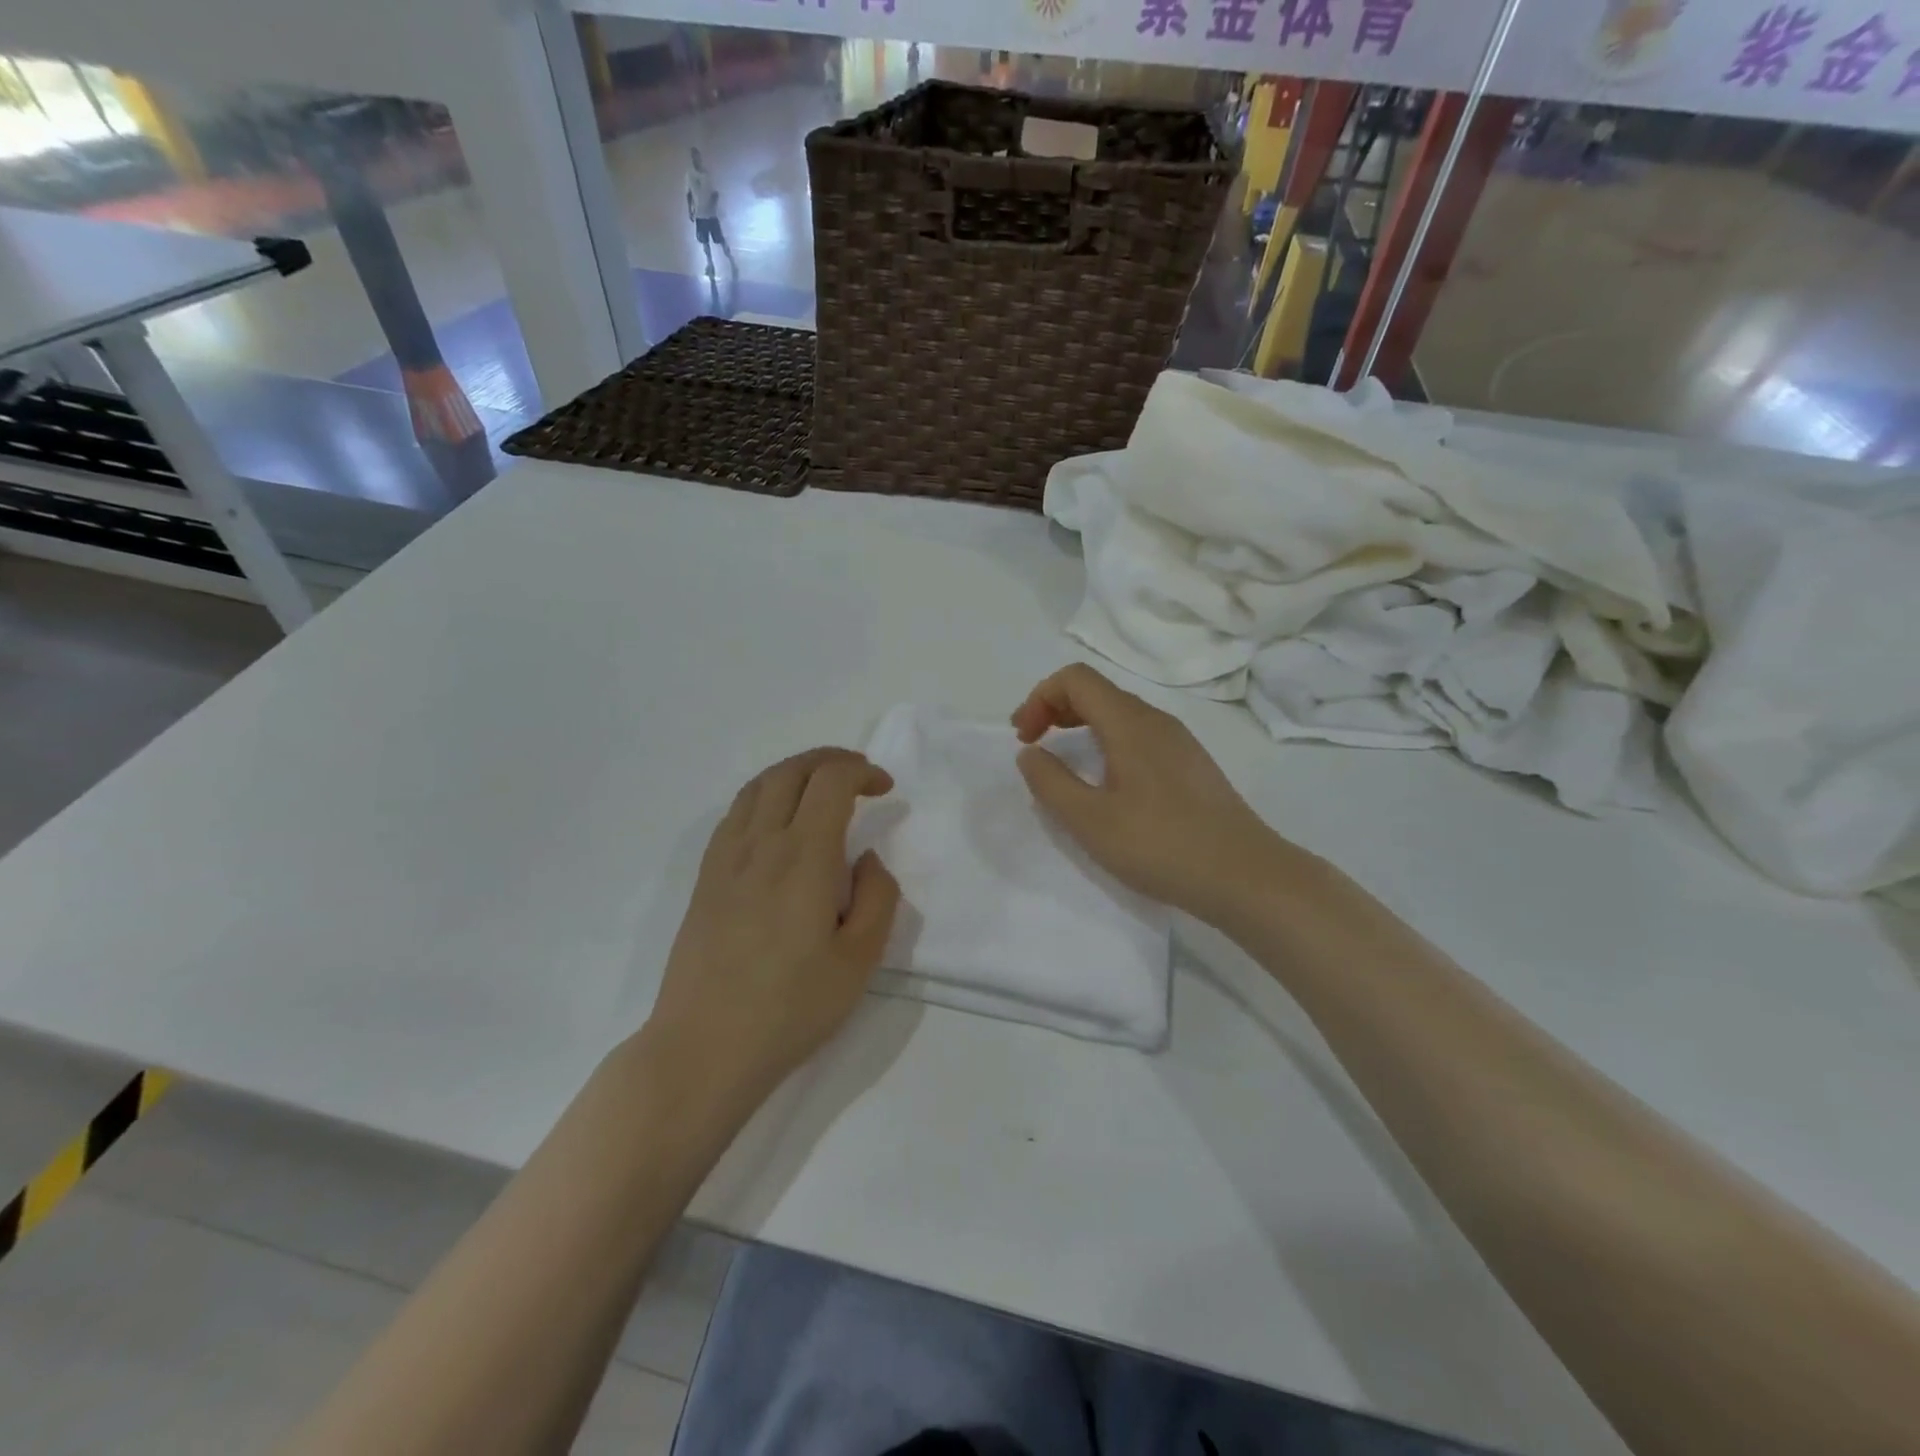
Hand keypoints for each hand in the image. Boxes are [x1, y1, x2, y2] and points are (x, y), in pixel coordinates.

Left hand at [643, 749, 899, 1106]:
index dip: (862, 771)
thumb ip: (877, 898)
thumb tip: (867, 860)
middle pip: (792, 771)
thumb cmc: (790, 1008)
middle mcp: (760, 844)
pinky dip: (764, 795)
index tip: (885, 788)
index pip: (830, 781)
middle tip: (859, 776)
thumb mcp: (859, 962)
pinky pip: (736, 813)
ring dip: (795, 772)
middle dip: (830, 760)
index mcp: (802, 858)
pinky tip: (778, 821)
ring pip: (759, 786)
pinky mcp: (706, 878)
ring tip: (821, 787)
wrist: (704, 1046)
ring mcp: (726, 858)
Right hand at [1012, 665, 1291, 923]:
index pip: (1075, 679)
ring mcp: (1179, 741)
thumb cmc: (1160, 844)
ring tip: (1064, 763)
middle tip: (1033, 745)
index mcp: (1129, 722)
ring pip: (1119, 713)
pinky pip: (1138, 735)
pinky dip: (1107, 742)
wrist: (1244, 875)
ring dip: (1081, 726)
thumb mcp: (1089, 819)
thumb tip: (1030, 753)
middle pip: (1097, 691)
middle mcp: (1156, 720)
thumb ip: (1050, 782)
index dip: (1039, 698)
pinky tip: (1106, 783)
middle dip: (1055, 709)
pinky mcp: (1191, 764)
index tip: (1023, 738)